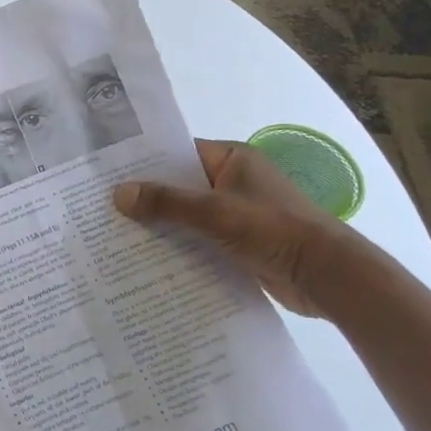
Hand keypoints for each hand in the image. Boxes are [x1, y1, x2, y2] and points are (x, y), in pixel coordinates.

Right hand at [113, 140, 383, 318]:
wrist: (329, 278)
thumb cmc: (274, 230)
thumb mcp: (215, 212)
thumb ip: (166, 202)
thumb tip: (118, 193)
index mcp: (232, 159)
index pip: (177, 153)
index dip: (143, 162)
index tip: (107, 172)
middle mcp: (233, 181)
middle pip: (179, 185)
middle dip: (146, 197)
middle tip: (102, 205)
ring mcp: (237, 213)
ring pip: (187, 214)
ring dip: (161, 224)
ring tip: (115, 232)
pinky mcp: (240, 242)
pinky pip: (199, 238)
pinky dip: (178, 245)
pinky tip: (147, 257)